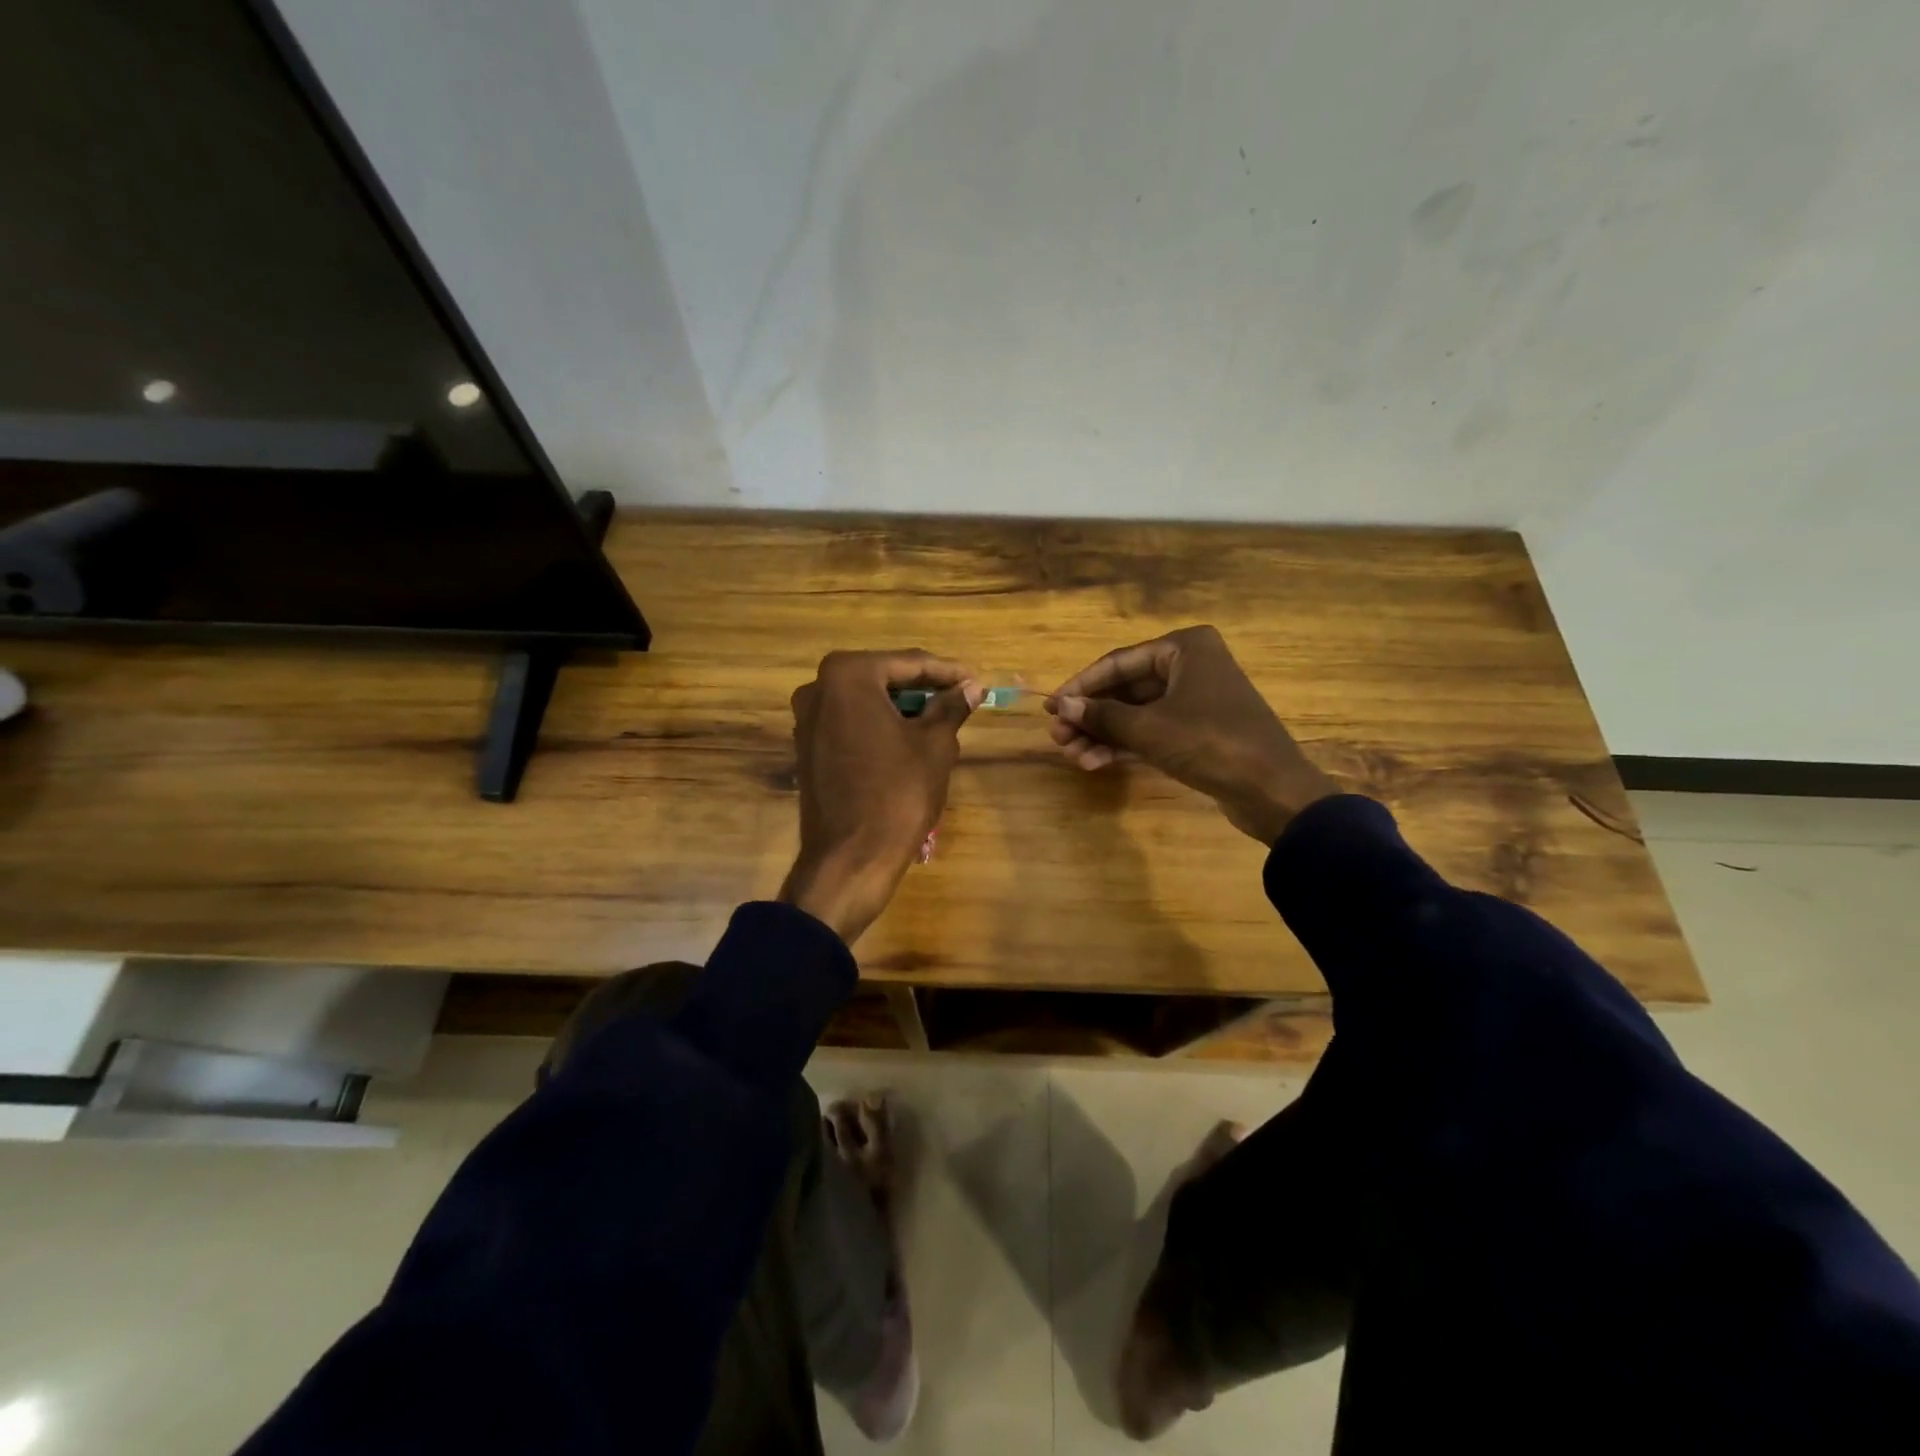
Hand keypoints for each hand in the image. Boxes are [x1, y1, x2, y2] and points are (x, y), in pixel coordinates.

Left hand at [779, 649, 982, 943]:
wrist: (850, 858)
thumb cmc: (897, 793)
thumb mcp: (934, 745)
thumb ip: (951, 707)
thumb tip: (971, 687)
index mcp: (847, 676)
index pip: (909, 663)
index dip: (947, 672)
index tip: (976, 680)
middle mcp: (818, 689)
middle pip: (884, 679)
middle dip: (923, 689)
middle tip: (961, 699)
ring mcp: (807, 720)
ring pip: (867, 703)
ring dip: (903, 709)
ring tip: (942, 722)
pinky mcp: (808, 749)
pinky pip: (852, 725)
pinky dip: (881, 727)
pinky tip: (910, 742)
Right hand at [1045, 625, 1337, 844]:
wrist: (1272, 790)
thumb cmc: (1210, 743)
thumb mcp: (1149, 729)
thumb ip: (1102, 715)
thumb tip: (1062, 706)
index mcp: (1184, 647)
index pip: (1118, 663)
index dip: (1081, 686)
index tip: (1051, 707)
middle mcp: (1190, 665)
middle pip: (1126, 688)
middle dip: (1091, 715)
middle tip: (1059, 738)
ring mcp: (1196, 699)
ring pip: (1137, 712)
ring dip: (1104, 734)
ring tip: (1072, 755)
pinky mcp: (1198, 730)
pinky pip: (1152, 730)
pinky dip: (1125, 744)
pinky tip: (1095, 762)